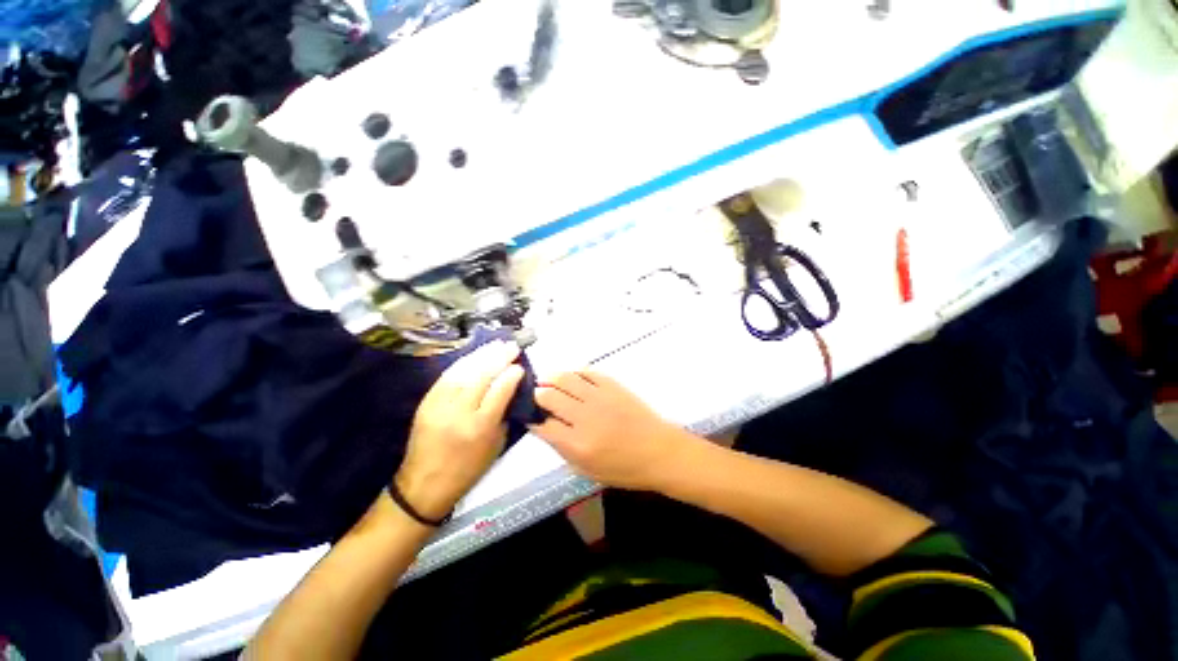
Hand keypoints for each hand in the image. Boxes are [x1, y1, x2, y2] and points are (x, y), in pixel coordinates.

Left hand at [395, 341, 525, 520]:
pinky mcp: (427, 401)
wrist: (424, 483)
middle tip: (511, 346)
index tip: (520, 365)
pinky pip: (447, 375)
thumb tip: (510, 388)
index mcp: (481, 426)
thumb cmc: (468, 468)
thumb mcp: (496, 445)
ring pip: (464, 371)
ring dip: (482, 354)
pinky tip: (474, 355)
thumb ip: (504, 414)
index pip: (500, 390)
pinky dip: (463, 362)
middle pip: (482, 375)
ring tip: (496, 344)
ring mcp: (440, 404)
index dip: (512, 374)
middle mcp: (460, 411)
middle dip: (499, 357)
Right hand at [531, 371, 698, 490]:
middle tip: (536, 396)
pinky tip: (571, 377)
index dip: (531, 419)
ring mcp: (599, 397)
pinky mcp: (612, 385)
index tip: (528, 415)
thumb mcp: (587, 471)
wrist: (659, 452)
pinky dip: (574, 372)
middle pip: (548, 396)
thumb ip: (562, 450)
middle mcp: (584, 417)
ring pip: (564, 378)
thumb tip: (544, 428)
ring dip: (550, 378)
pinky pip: (586, 371)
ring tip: (547, 381)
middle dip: (537, 395)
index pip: (542, 425)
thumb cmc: (624, 468)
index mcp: (577, 444)